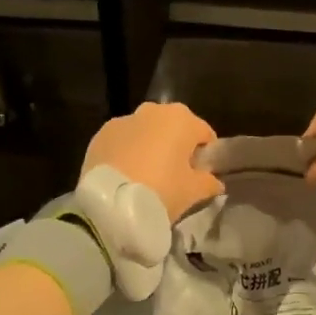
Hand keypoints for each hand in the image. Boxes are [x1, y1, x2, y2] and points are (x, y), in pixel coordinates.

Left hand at [81, 103, 223, 221]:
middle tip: (175, 175)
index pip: (204, 133)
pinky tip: (125, 175)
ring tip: (146, 176)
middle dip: (176, 146)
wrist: (110, 203)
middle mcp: (153, 111)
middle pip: (173, 128)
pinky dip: (126, 152)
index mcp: (182, 119)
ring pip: (145, 132)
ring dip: (149, 147)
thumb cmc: (161, 191)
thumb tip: (215, 182)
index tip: (202, 174)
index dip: (206, 154)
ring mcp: (123, 120)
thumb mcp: (193, 191)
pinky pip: (122, 141)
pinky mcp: (100, 135)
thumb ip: (209, 182)